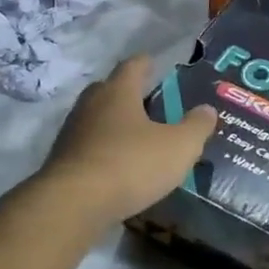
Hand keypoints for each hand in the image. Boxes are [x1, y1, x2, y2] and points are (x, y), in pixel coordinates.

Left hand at [38, 56, 217, 224]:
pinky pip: (89, 147)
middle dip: (128, 94)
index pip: (133, 66)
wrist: (73, 204)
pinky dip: (104, 150)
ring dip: (115, 124)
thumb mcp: (179, 146)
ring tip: (138, 137)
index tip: (156, 64)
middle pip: (109, 90)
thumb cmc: (131, 164)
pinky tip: (119, 165)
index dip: (147, 63)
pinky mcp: (62, 161)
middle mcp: (90, 105)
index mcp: (118, 92)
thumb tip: (207, 109)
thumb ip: (196, 126)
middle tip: (151, 103)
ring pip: (97, 119)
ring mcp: (72, 133)